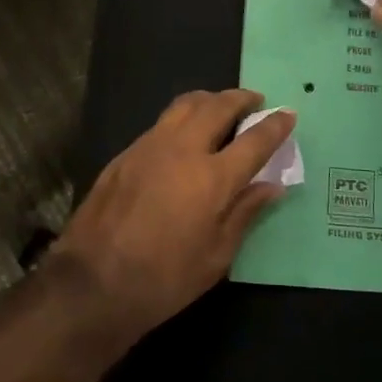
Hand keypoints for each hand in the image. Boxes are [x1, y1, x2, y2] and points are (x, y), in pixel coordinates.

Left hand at [49, 90, 293, 338]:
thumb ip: (244, 213)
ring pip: (184, 106)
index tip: (288, 114)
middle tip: (254, 101)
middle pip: (217, 107)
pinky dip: (181, 119)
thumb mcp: (216, 257)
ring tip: (220, 108)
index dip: (275, 125)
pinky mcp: (124, 155)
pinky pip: (160, 124)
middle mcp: (182, 150)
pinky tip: (183, 136)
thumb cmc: (164, 279)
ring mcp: (148, 147)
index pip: (254, 140)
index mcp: (213, 178)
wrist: (93, 283)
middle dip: (240, 99)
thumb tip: (271, 186)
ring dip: (209, 100)